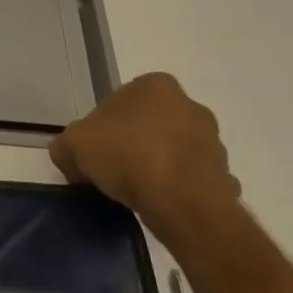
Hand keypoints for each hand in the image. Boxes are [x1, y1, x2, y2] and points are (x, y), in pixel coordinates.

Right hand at [49, 73, 240, 238]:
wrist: (183, 204)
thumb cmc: (127, 156)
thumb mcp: (74, 145)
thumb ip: (66, 146)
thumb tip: (68, 156)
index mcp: (155, 85)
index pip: (120, 101)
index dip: (103, 126)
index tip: (95, 150)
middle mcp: (190, 106)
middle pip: (151, 124)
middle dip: (136, 143)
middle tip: (114, 169)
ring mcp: (213, 143)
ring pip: (176, 152)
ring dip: (161, 166)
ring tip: (138, 192)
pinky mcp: (226, 178)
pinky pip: (195, 183)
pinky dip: (181, 192)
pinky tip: (162, 207)